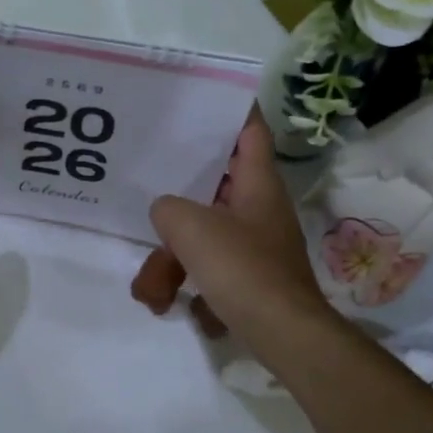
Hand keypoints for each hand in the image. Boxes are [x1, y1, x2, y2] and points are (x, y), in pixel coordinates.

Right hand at [146, 108, 331, 342]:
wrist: (282, 334)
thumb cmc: (242, 269)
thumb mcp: (191, 227)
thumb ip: (168, 208)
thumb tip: (167, 211)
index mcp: (258, 184)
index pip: (251, 132)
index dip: (234, 111)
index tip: (209, 99)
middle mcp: (261, 210)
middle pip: (217, 187)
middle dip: (180, 201)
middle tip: (150, 192)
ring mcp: (257, 246)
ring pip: (205, 238)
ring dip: (172, 261)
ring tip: (151, 291)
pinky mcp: (251, 279)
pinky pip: (210, 271)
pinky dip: (189, 286)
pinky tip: (171, 307)